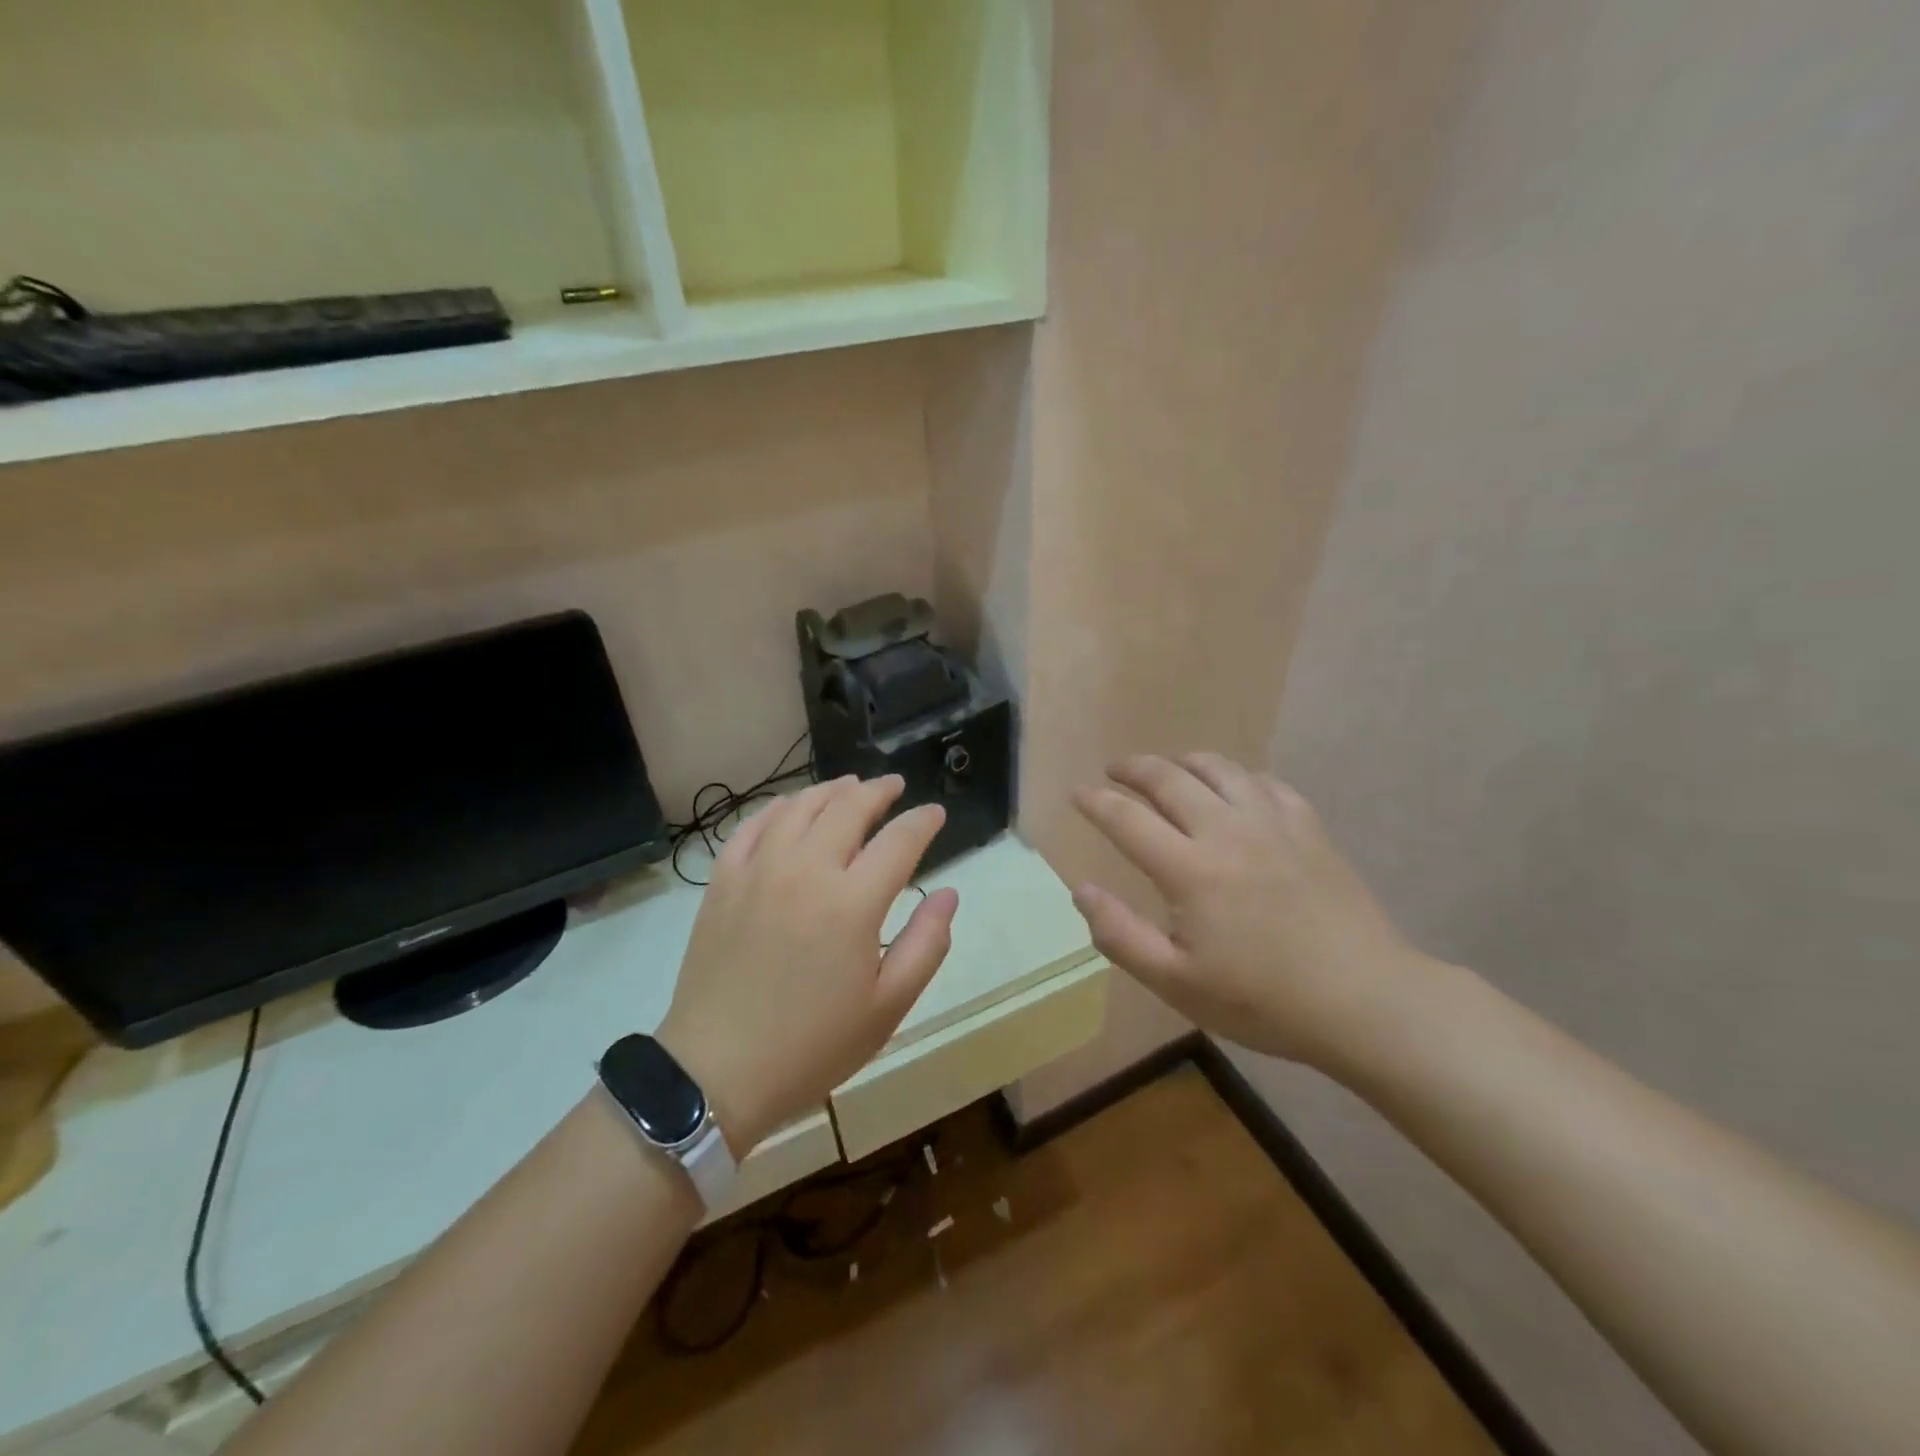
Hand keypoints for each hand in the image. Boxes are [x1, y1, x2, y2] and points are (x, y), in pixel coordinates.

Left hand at [657, 775, 957, 1152]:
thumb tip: (948, 894)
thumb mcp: (888, 1006)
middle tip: (894, 787)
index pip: (899, 840)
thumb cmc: (813, 1045)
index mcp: (853, 902)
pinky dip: (778, 808)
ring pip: (800, 807)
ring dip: (831, 790)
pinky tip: (790, 808)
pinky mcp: (723, 881)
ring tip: (849, 787)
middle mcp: (807, 870)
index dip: (923, 821)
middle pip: (849, 807)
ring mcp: (758, 870)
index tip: (936, 813)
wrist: (716, 1071)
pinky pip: (752, 826)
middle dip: (879, 791)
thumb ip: (926, 944)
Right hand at [1072, 753, 1424, 1069]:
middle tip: (1114, 770)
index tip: (1077, 794)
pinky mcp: (1309, 828)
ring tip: (1168, 768)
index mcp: (1190, 869)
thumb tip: (1082, 890)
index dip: (1095, 802)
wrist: (1366, 1001)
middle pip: (1169, 778)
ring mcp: (1273, 824)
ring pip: (1219, 769)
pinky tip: (1234, 789)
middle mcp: (1226, 831)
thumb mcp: (1177, 983)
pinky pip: (1265, 783)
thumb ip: (1121, 936)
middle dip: (1134, 768)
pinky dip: (1237, 776)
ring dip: (1183, 761)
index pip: (1127, 819)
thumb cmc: (1263, 1001)